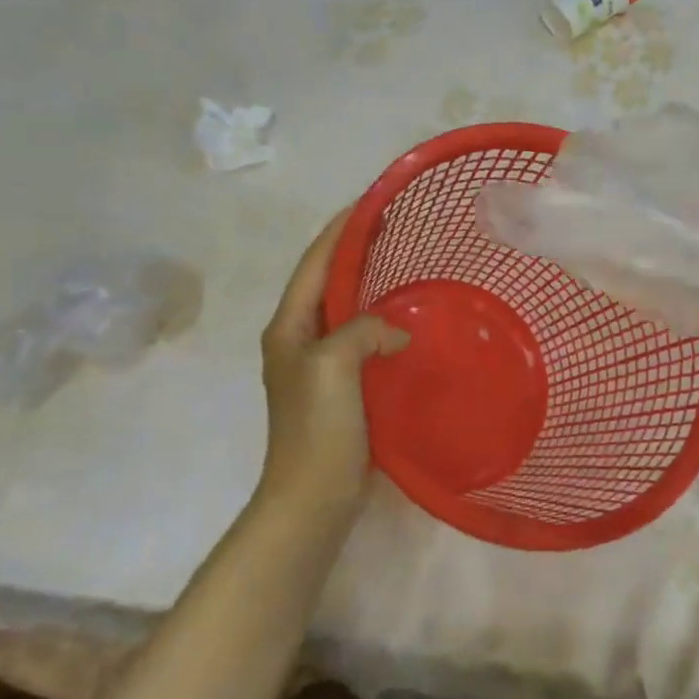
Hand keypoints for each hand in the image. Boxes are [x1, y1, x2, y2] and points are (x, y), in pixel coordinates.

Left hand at [258, 209, 408, 505]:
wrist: (313, 497)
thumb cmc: (317, 428)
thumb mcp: (333, 365)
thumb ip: (362, 329)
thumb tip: (397, 330)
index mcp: (289, 327)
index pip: (314, 263)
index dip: (340, 230)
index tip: (370, 202)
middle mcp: (300, 338)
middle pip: (328, 281)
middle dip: (357, 251)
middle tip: (396, 228)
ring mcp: (320, 364)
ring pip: (347, 309)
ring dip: (371, 285)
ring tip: (406, 264)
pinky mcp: (342, 387)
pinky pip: (363, 339)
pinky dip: (383, 321)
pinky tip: (409, 321)